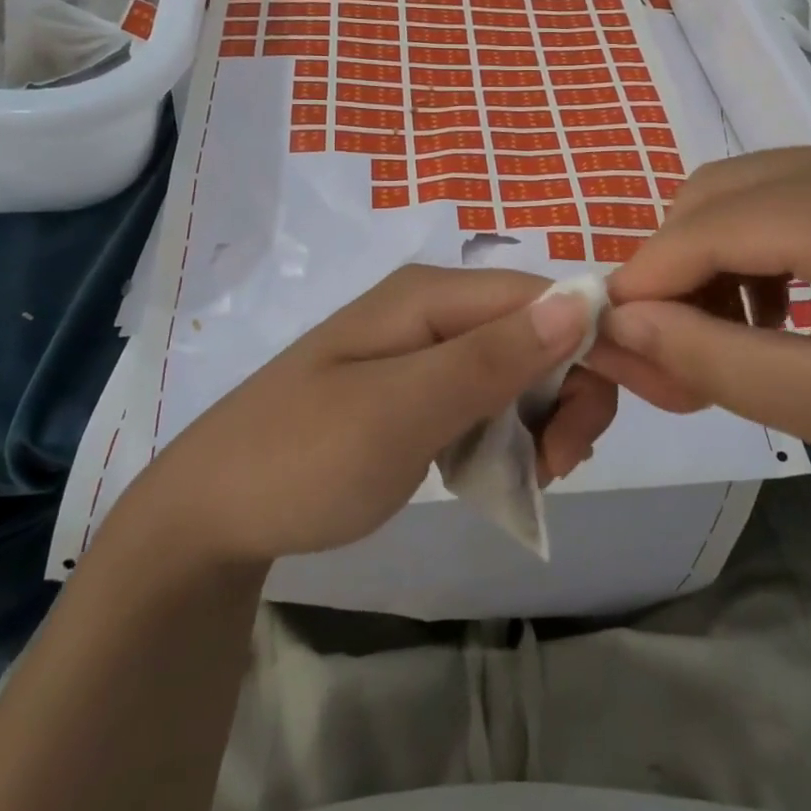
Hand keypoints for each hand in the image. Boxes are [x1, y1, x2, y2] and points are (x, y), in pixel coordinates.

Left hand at [117, 265, 615, 565]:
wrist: (212, 515)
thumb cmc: (302, 459)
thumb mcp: (401, 412)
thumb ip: (490, 358)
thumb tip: (581, 300)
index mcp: (430, 295)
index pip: (542, 297)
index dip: (589, 344)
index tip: (598, 421)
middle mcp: (433, 310)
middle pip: (537, 331)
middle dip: (567, 391)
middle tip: (559, 465)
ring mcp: (425, 352)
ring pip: (521, 369)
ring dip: (544, 418)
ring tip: (532, 476)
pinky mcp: (419, 392)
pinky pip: (490, 399)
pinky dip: (512, 433)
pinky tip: (509, 471)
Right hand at [599, 147, 810, 556]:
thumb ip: (708, 356)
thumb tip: (616, 323)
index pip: (705, 224)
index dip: (645, 278)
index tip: (612, 338)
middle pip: (721, 191)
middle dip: (678, 264)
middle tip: (674, 345)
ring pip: (754, 192)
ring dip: (717, 257)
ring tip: (728, 334)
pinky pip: (800, 202)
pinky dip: (764, 250)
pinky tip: (782, 311)